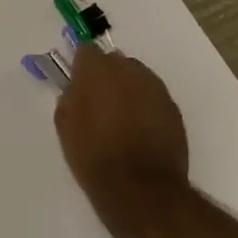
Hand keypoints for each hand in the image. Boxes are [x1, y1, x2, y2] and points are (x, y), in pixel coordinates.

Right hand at [54, 43, 190, 235]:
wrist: (139, 187)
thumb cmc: (93, 155)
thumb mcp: (65, 126)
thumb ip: (70, 97)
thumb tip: (77, 87)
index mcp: (97, 70)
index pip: (86, 50)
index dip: (81, 66)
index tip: (77, 81)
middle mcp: (129, 70)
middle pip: (115, 61)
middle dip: (106, 75)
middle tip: (98, 101)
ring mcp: (155, 87)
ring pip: (137, 77)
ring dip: (127, 89)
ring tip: (120, 117)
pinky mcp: (172, 107)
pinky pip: (153, 96)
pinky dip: (145, 105)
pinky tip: (139, 128)